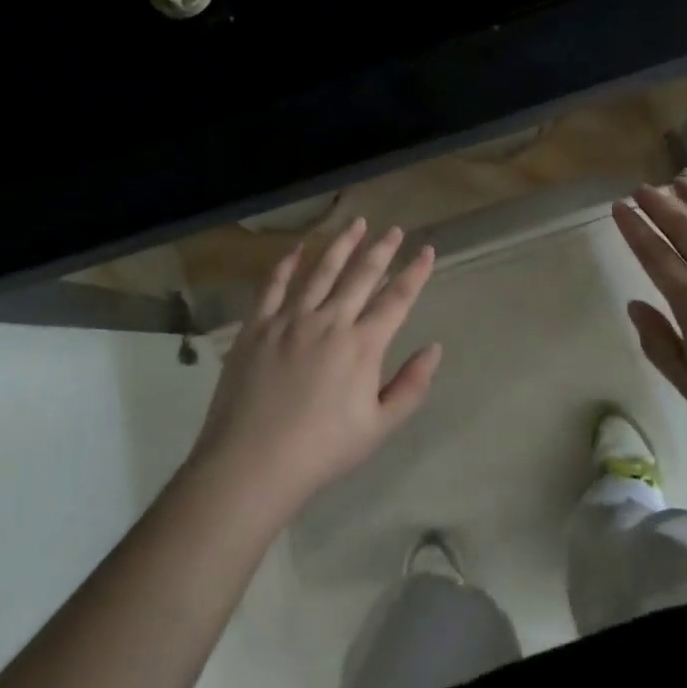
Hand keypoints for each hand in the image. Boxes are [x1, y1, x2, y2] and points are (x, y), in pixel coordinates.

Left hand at [189, 218, 441, 520]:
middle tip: (393, 229)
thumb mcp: (379, 427)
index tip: (427, 250)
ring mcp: (290, 320)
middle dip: (381, 250)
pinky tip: (297, 249)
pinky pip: (274, 286)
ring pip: (321, 271)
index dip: (415, 273)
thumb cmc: (322, 450)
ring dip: (341, 245)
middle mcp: (329, 321)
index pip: (397, 299)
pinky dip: (287, 264)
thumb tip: (434, 349)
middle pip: (361, 276)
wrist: (252, 463)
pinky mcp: (257, 327)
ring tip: (356, 224)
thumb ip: (411, 386)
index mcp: (362, 345)